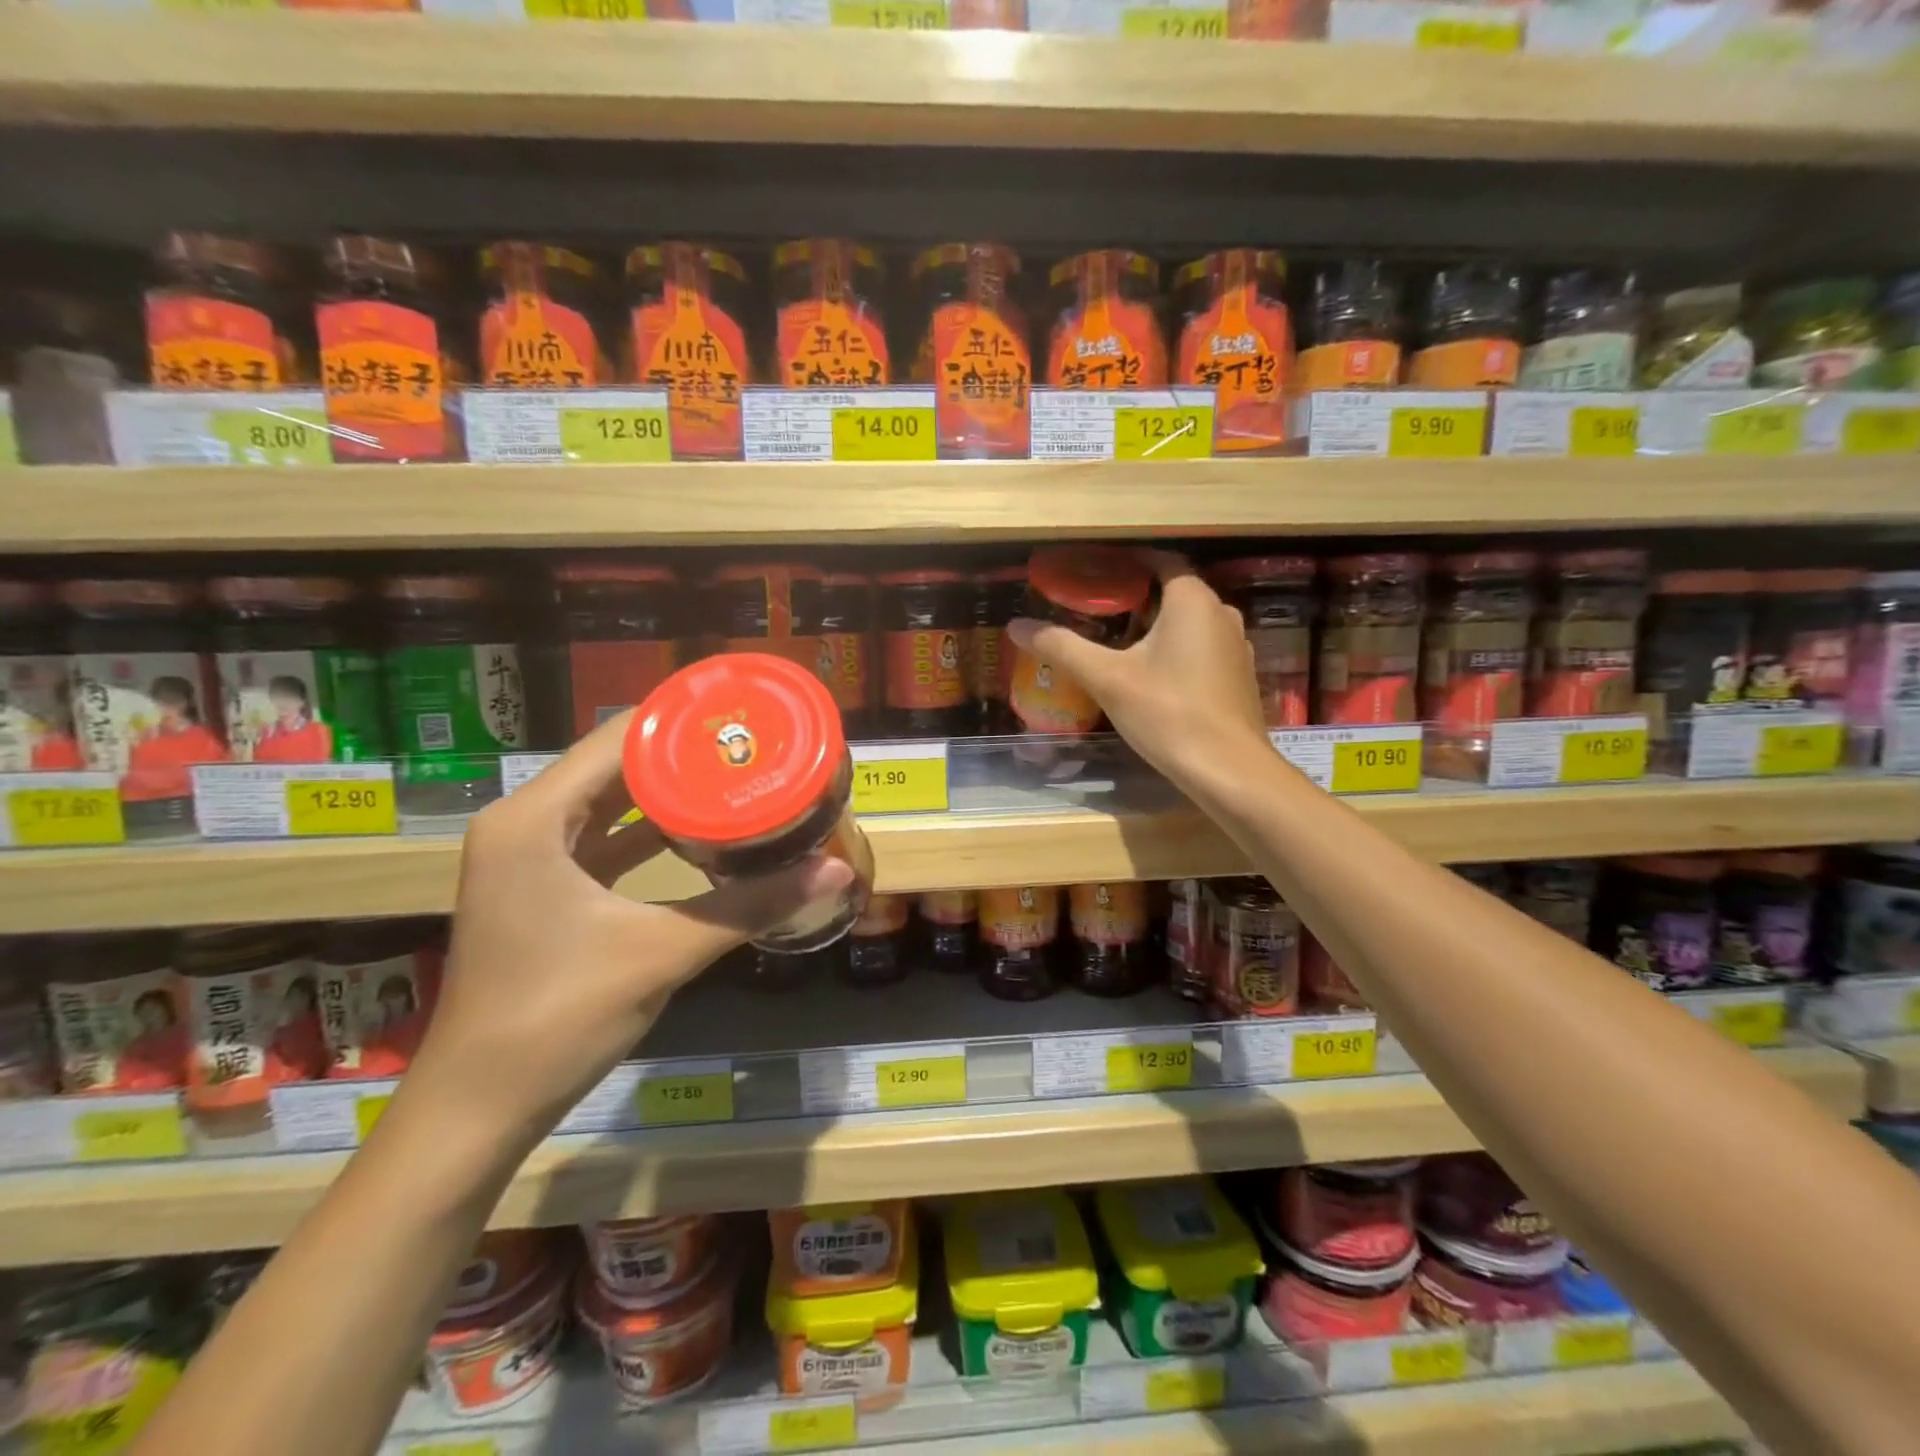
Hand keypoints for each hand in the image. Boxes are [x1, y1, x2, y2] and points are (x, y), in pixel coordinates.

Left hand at [399, 711, 853, 1151]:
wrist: (479, 1108)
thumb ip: (751, 906)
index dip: (680, 721)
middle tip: (751, 745)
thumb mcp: (663, 951)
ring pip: (608, 804)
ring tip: (735, 777)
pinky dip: (648, 833)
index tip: (742, 714)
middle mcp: (523, 825)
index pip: (617, 740)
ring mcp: (528, 860)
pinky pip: (602, 842)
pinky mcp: (542, 892)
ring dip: (667, 793)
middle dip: (683, 755)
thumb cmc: (558, 1016)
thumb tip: (835, 872)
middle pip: (614, 766)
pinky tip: (700, 834)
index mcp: (533, 819)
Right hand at [1008, 550, 1267, 788]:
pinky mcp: (1238, 677)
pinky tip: (1150, 678)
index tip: (1093, 573)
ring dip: (1155, 627)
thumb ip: (1061, 647)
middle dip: (1135, 598)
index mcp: (1193, 600)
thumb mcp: (1106, 679)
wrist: (1228, 770)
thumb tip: (1016, 626)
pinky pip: (1201, 650)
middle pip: (1173, 592)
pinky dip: (1175, 652)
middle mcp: (1222, 613)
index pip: (1160, 560)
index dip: (1126, 562)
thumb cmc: (1168, 713)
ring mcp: (1236, 646)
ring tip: (1116, 644)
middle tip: (1094, 612)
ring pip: (1188, 623)